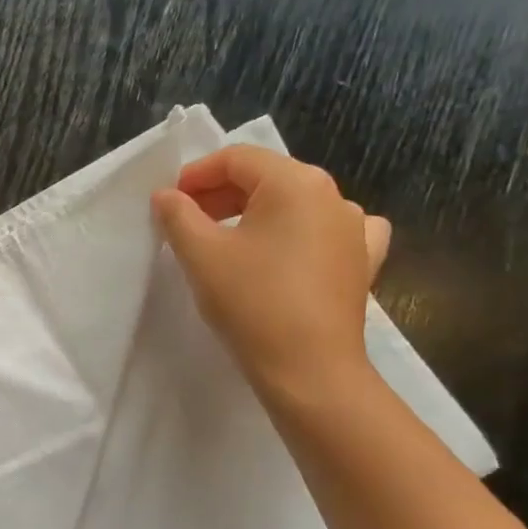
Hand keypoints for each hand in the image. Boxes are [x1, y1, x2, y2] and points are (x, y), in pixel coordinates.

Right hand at [151, 145, 390, 403]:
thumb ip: (177, 215)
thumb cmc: (251, 302)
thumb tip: (166, 195)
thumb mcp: (200, 254)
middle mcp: (332, 195)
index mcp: (295, 182)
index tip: (169, 202)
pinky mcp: (362, 261)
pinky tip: (291, 249)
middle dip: (221, 194)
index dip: (196, 174)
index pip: (237, 159)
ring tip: (227, 240)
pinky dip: (301, 232)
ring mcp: (354, 228)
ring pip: (295, 204)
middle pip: (267, 178)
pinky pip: (328, 231)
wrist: (309, 370)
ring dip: (256, 213)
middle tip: (187, 221)